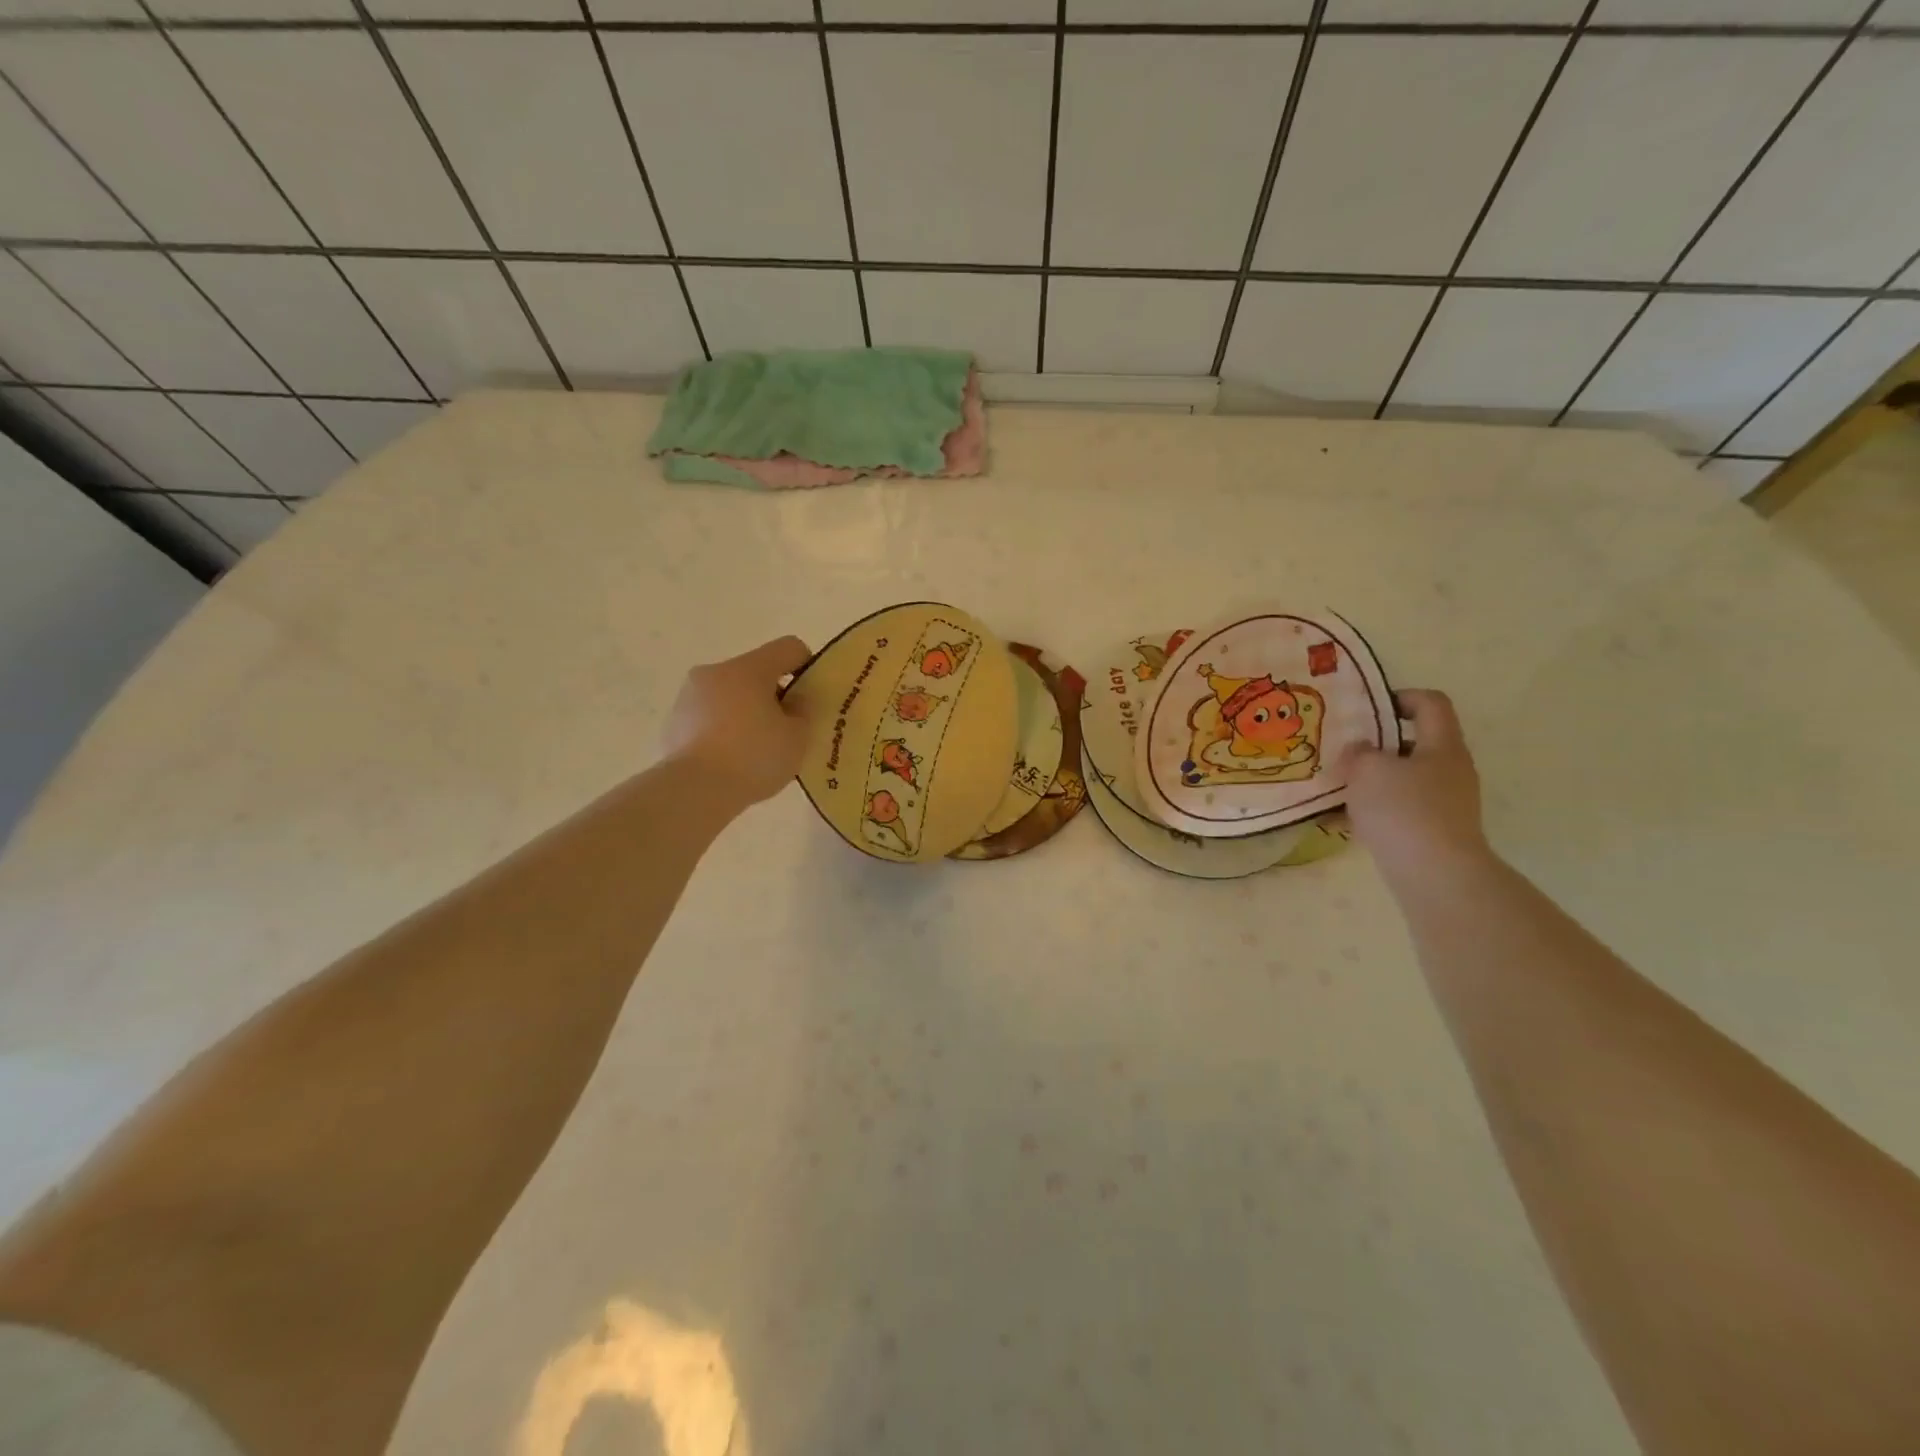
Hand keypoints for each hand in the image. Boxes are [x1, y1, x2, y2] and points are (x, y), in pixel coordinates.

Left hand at [660, 637, 811, 808]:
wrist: (694, 790)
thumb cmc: (754, 757)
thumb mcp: (798, 736)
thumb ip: (804, 711)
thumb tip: (795, 700)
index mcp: (748, 669)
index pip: (789, 648)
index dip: (807, 667)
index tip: (809, 699)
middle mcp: (715, 672)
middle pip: (756, 672)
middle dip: (773, 696)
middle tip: (785, 731)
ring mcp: (689, 697)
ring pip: (730, 695)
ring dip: (746, 713)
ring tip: (755, 751)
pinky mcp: (673, 723)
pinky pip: (709, 718)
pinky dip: (723, 731)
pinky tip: (731, 761)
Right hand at [1340, 689, 1490, 887]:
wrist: (1435, 875)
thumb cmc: (1403, 810)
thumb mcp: (1367, 769)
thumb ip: (1359, 752)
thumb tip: (1361, 751)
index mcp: (1442, 746)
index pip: (1431, 704)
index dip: (1400, 697)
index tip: (1368, 709)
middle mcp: (1452, 770)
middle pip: (1417, 743)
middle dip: (1379, 745)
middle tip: (1346, 750)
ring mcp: (1448, 803)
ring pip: (1407, 778)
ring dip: (1375, 779)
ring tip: (1341, 787)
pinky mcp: (1438, 832)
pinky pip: (1403, 809)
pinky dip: (1378, 809)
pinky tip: (1349, 820)